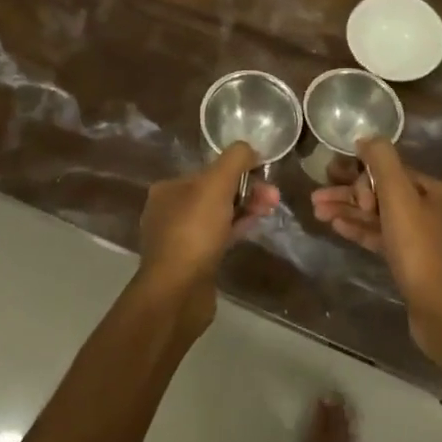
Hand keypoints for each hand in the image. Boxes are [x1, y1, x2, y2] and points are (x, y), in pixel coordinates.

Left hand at [135, 143, 279, 332]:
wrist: (177, 293)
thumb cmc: (194, 232)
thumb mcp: (216, 184)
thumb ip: (234, 159)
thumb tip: (249, 148)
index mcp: (168, 188)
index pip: (208, 171)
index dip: (239, 171)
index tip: (264, 176)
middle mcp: (169, 211)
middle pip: (215, 193)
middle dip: (246, 191)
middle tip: (273, 198)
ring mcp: (179, 239)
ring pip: (218, 216)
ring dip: (244, 210)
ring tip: (270, 211)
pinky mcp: (191, 262)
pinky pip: (217, 238)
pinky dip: (236, 230)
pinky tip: (253, 230)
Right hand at [311, 138, 441, 371]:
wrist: (439, 309)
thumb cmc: (418, 248)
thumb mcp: (399, 196)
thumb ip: (383, 162)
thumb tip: (366, 138)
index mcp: (432, 190)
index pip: (389, 170)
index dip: (360, 174)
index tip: (335, 182)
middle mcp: (429, 209)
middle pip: (381, 192)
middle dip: (348, 193)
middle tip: (316, 196)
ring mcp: (420, 237)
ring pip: (377, 215)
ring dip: (348, 211)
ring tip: (316, 211)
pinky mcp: (410, 260)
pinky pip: (380, 236)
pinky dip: (359, 229)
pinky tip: (336, 227)